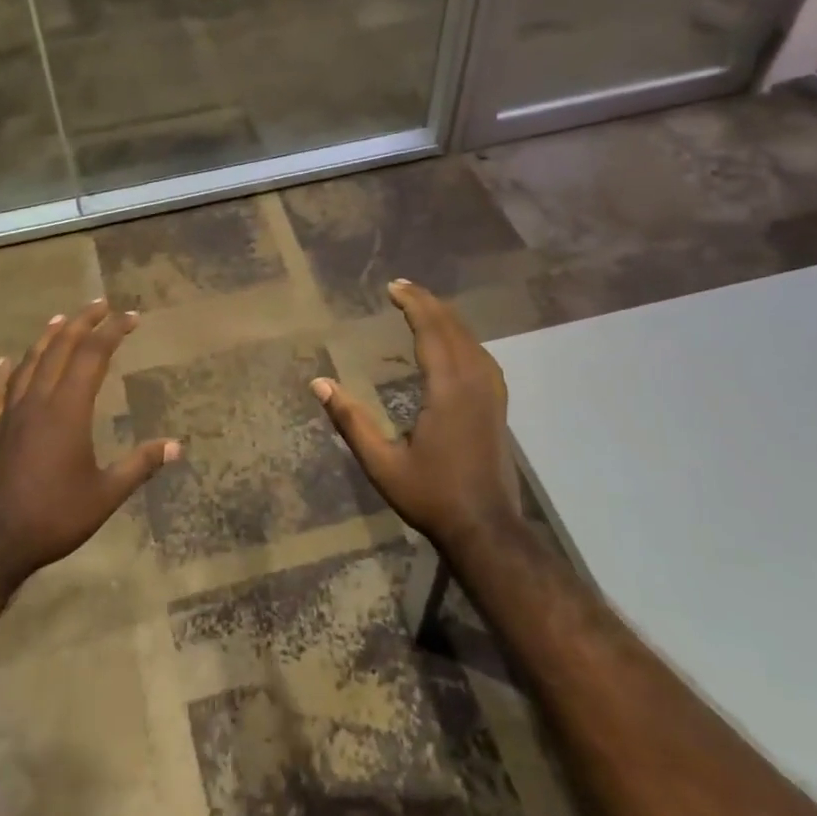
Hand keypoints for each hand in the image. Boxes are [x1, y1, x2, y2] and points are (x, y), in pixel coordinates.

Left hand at [0, 300, 178, 596]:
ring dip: (47, 339)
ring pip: (29, 364)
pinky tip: (2, 361)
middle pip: (61, 349)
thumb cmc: (52, 518)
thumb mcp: (105, 495)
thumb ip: (140, 466)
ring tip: (60, 319)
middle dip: (82, 323)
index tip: (130, 317)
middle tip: (100, 304)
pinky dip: (2, 373)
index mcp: (68, 410)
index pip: (94, 356)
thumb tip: (177, 446)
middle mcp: (38, 402)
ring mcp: (10, 415)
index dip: (113, 332)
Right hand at [311, 279, 519, 554]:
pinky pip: (481, 356)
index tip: (392, 287)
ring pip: (471, 340)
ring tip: (423, 305)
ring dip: (446, 318)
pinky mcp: (498, 405)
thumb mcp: (381, 463)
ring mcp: (491, 393)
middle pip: (453, 328)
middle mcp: (474, 382)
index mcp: (448, 389)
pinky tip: (454, 342)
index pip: (431, 331)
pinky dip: (463, 337)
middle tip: (402, 287)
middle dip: (428, 303)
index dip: (413, 305)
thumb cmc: (431, 495)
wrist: (485, 528)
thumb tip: (319, 383)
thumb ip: (351, 420)